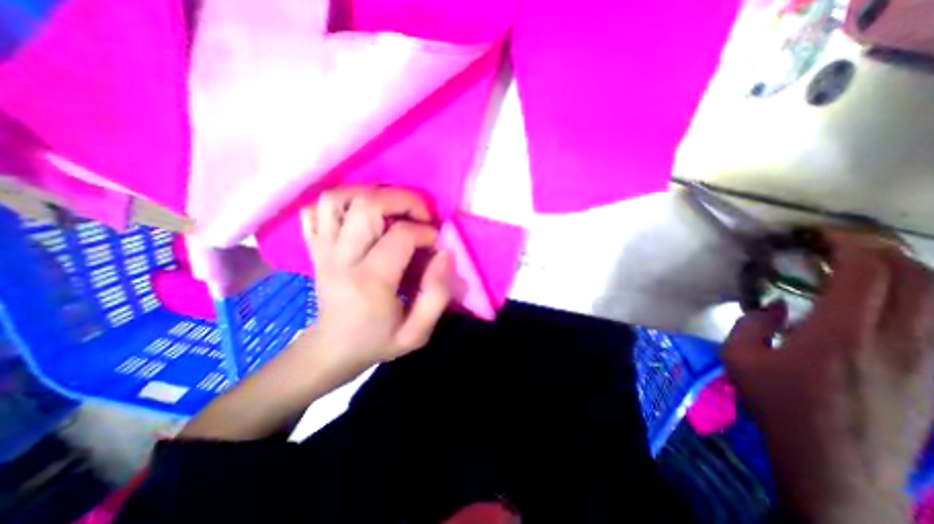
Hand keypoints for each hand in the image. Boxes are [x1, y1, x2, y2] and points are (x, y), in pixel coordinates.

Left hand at [304, 186, 458, 374]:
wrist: (331, 349)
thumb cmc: (376, 342)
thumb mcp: (416, 333)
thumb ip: (437, 295)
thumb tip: (444, 253)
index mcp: (370, 282)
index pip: (401, 235)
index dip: (426, 232)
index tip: (435, 244)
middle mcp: (341, 258)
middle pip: (367, 205)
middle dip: (403, 200)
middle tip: (420, 215)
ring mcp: (322, 249)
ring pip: (338, 198)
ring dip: (371, 194)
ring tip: (392, 209)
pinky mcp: (313, 247)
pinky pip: (317, 209)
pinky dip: (340, 203)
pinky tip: (360, 215)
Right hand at [721, 232, 932, 522]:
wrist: (835, 461)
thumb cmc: (777, 404)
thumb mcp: (739, 358)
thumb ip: (752, 324)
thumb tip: (777, 307)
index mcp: (840, 334)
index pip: (867, 273)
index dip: (849, 245)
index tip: (820, 235)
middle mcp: (896, 339)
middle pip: (915, 277)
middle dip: (879, 250)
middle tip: (839, 244)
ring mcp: (924, 357)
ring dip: (902, 269)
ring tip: (861, 264)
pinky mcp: (933, 371)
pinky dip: (915, 294)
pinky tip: (883, 297)